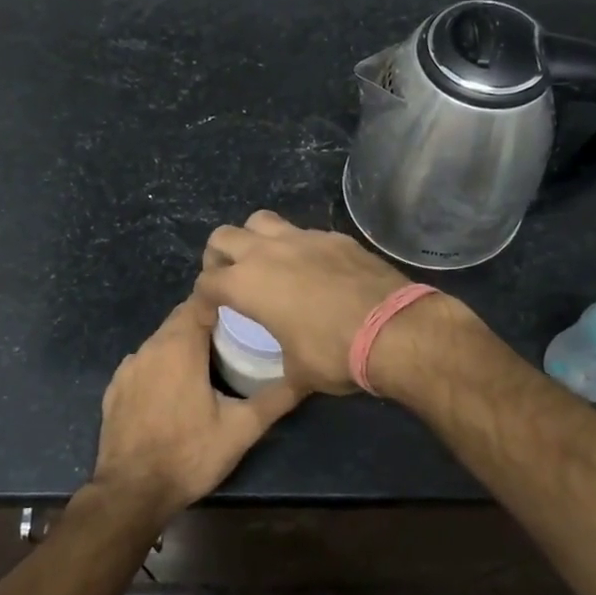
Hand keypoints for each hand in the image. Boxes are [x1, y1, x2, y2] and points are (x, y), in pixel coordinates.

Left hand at [91, 294, 302, 521]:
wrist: (131, 493)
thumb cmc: (189, 455)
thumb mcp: (241, 430)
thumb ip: (275, 399)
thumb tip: (306, 376)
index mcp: (179, 345)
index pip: (201, 301)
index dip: (224, 300)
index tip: (247, 309)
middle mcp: (149, 347)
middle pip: (181, 318)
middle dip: (207, 322)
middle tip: (237, 338)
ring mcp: (127, 368)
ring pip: (161, 341)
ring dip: (184, 344)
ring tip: (210, 363)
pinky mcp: (115, 389)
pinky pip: (144, 364)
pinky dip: (162, 366)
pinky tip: (175, 390)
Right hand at [195, 211, 410, 393]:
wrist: (394, 329)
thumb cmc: (334, 354)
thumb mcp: (298, 372)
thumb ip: (281, 365)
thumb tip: (286, 373)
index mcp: (247, 284)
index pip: (206, 283)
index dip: (201, 301)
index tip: (209, 315)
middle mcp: (268, 252)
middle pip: (223, 237)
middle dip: (218, 257)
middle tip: (229, 279)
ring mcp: (303, 238)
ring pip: (261, 221)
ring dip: (254, 239)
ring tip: (265, 263)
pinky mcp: (334, 237)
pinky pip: (303, 233)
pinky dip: (297, 247)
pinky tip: (312, 270)